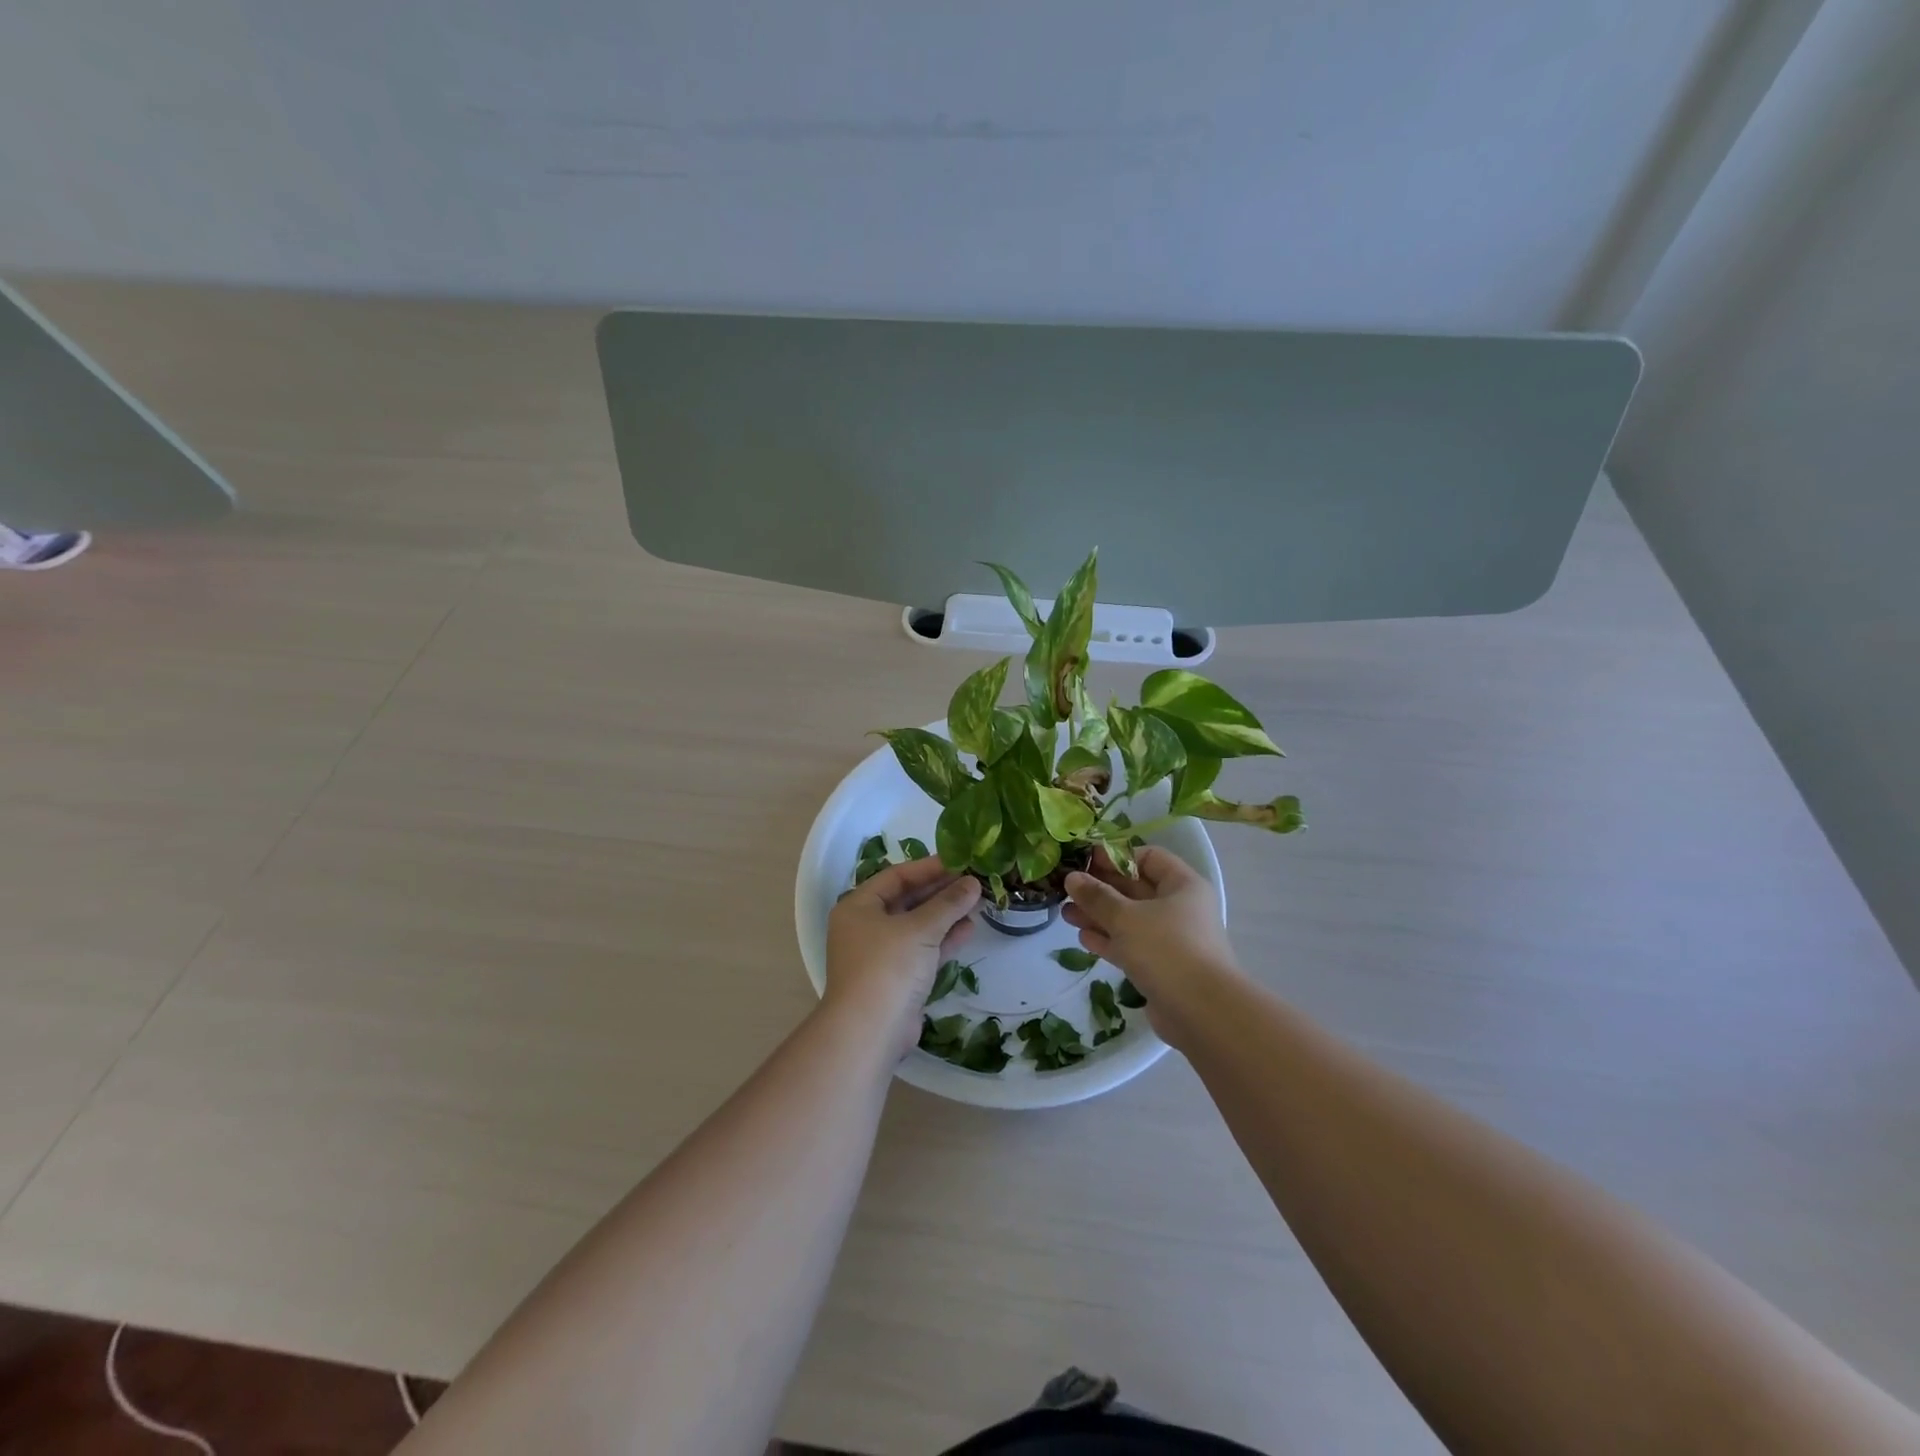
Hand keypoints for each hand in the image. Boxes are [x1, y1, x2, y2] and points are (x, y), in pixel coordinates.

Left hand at [824, 856, 980, 1055]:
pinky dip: (943, 939)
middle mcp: (865, 926)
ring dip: (945, 915)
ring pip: (917, 926)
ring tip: (977, 902)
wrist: (869, 1032)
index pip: (897, 876)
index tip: (960, 861)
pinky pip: (922, 949)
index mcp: (859, 906)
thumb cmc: (887, 967)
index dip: (929, 868)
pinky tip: (969, 929)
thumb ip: (948, 904)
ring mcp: (880, 954)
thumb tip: (973, 882)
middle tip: (973, 881)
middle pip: (907, 900)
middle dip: (940, 891)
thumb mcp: (920, 929)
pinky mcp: (896, 978)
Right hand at [1063, 846, 1240, 1045]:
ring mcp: (1171, 940)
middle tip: (1067, 888)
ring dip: (1099, 915)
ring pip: (1130, 919)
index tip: (1085, 862)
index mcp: (1182, 885)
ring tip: (1065, 913)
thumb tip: (1072, 877)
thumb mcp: (1126, 917)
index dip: (1116, 857)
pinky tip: (1082, 938)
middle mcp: (1180, 908)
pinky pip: (1131, 946)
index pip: (1148, 858)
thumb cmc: (1167, 949)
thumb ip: (1097, 896)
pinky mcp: (1161, 968)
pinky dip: (1108, 940)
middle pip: (1136, 889)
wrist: (1202, 1013)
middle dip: (1101, 889)